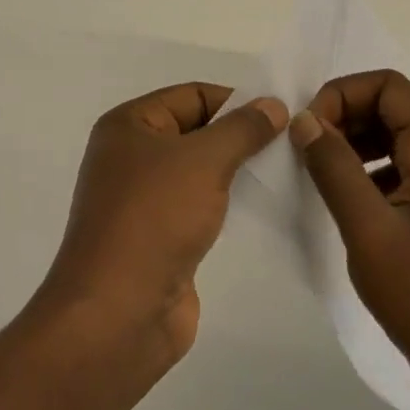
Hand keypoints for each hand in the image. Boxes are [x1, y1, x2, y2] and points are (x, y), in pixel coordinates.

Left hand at [40, 83, 286, 362]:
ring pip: (201, 171)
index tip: (281, 115)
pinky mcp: (161, 238)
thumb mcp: (204, 160)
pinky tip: (265, 207)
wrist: (118, 314)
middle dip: (241, 136)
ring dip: (239, 171)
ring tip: (287, 172)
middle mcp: (132, 157)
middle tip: (292, 143)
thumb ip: (243, 129)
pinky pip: (202, 207)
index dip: (236, 100)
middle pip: (197, 131)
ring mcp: (145, 201)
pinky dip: (230, 204)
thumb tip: (273, 104)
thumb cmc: (154, 218)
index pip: (192, 95)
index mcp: (129, 126)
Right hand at [291, 69, 409, 409]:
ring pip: (399, 140)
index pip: (389, 87)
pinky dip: (372, 173)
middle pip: (394, 108)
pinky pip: (406, 172)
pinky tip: (349, 205)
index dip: (342, 95)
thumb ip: (334, 169)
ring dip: (357, 146)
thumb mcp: (370, 232)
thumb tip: (305, 120)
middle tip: (308, 153)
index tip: (308, 130)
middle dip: (346, 118)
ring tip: (322, 177)